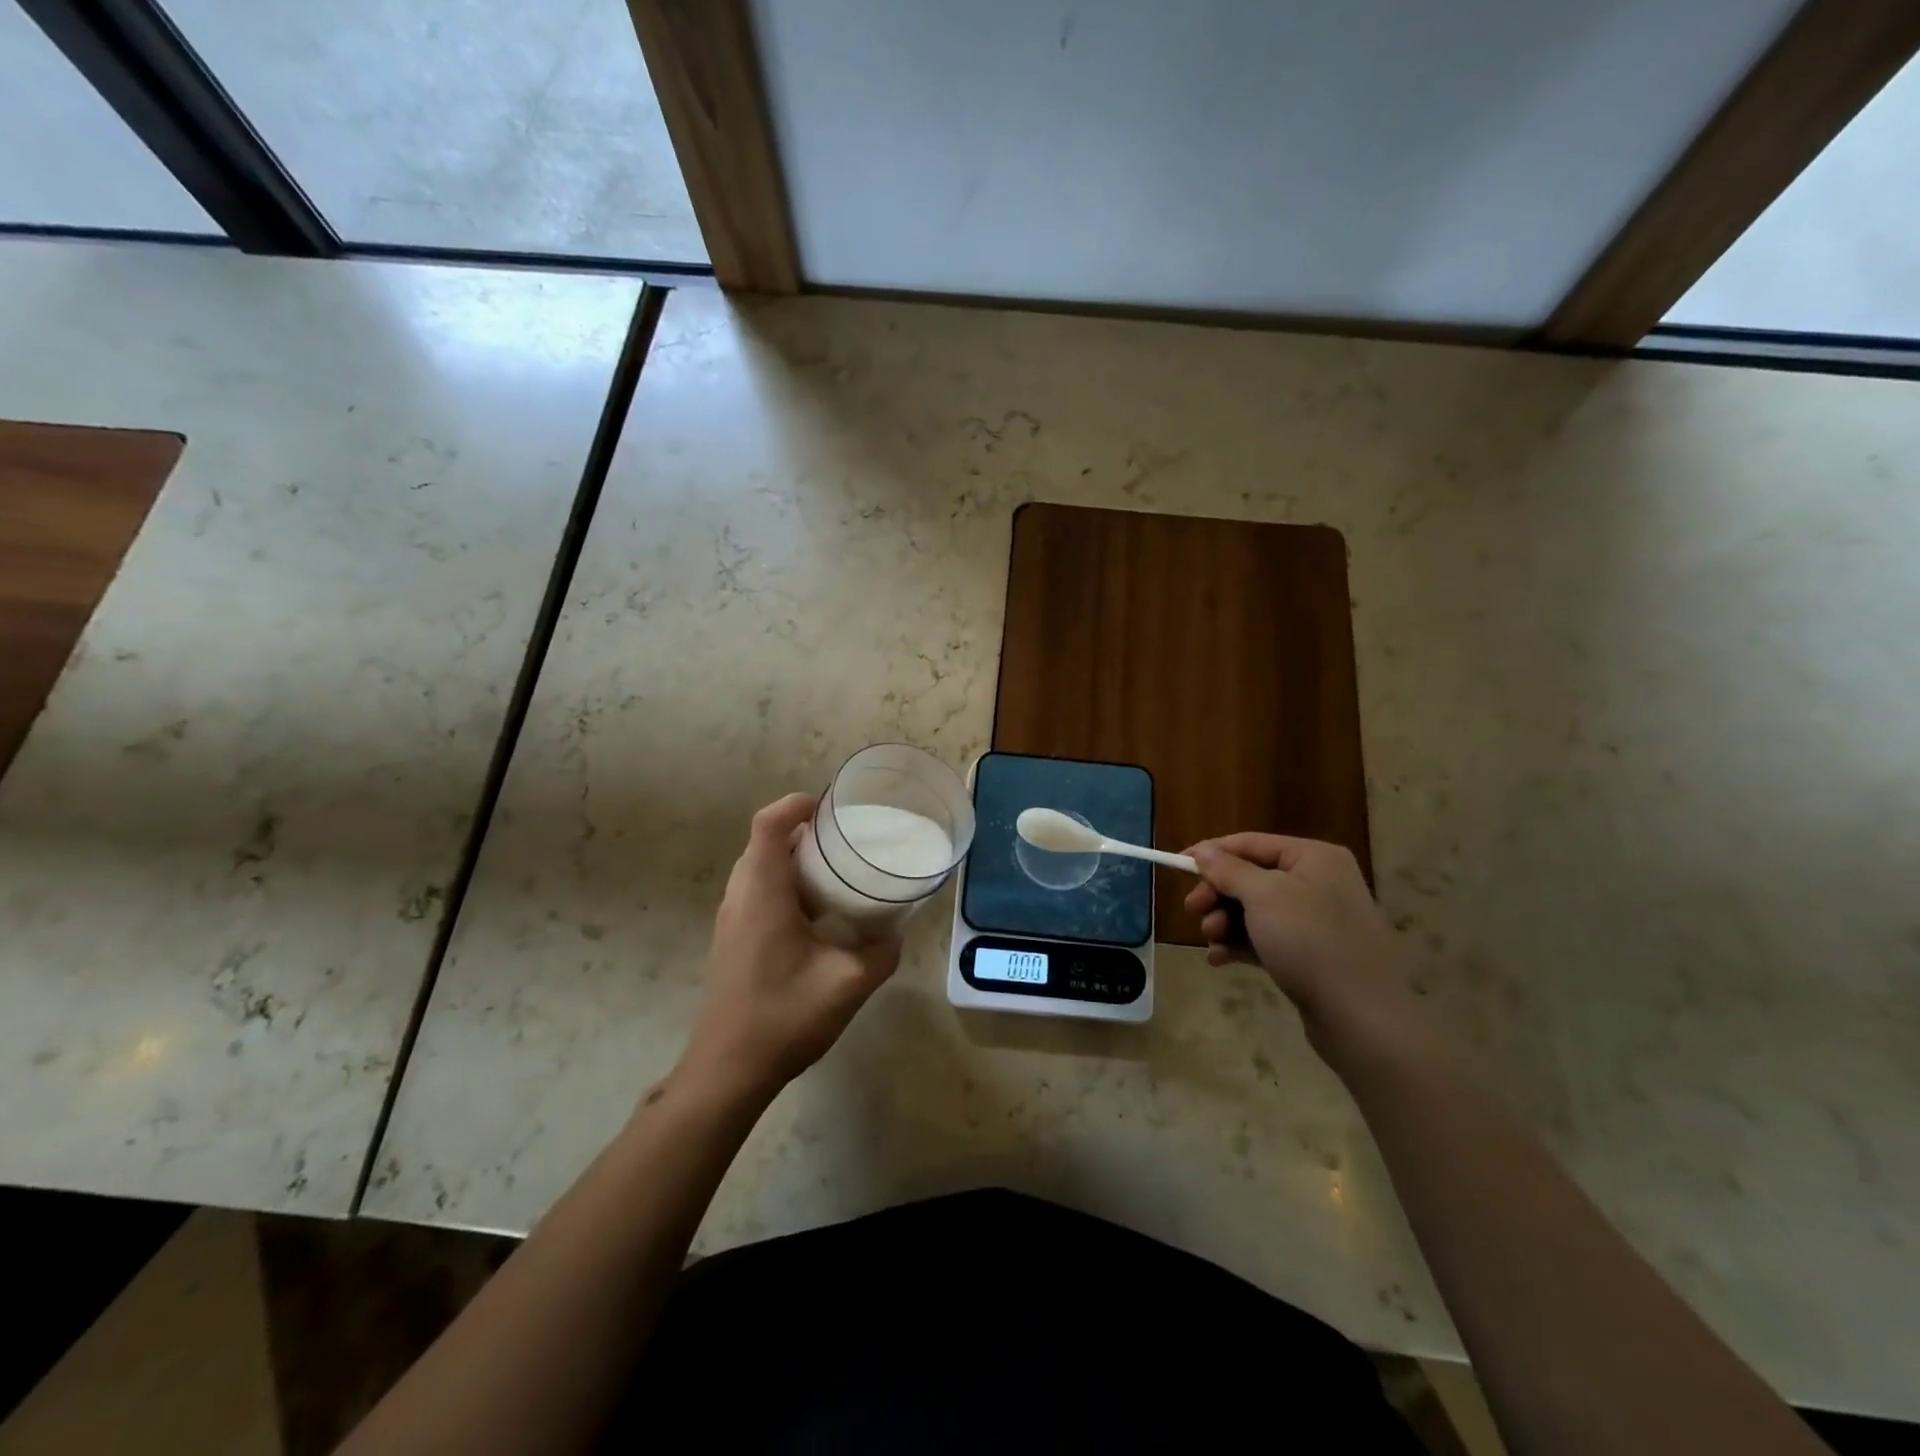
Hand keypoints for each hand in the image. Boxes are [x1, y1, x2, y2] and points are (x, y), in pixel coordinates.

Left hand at [680, 793, 901, 1101]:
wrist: (727, 1070)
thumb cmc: (783, 1017)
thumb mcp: (848, 984)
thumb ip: (881, 952)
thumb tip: (898, 931)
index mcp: (763, 893)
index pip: (770, 824)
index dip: (796, 804)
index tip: (831, 808)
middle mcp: (740, 896)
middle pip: (766, 841)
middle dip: (804, 830)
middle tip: (845, 838)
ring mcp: (731, 917)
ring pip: (760, 866)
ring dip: (795, 859)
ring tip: (836, 870)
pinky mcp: (732, 937)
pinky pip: (757, 890)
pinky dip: (786, 883)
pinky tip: (817, 912)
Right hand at [1185, 833, 1429, 1063]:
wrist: (1362, 1017)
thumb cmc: (1310, 942)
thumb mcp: (1262, 897)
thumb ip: (1228, 870)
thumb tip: (1204, 851)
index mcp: (1313, 858)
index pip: (1250, 843)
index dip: (1211, 852)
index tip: (1176, 865)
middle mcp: (1318, 882)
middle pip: (1251, 877)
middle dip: (1218, 894)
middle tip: (1193, 911)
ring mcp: (1317, 920)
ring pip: (1255, 910)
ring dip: (1225, 922)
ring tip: (1211, 941)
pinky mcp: (1312, 954)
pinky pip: (1266, 938)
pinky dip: (1241, 944)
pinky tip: (1220, 959)